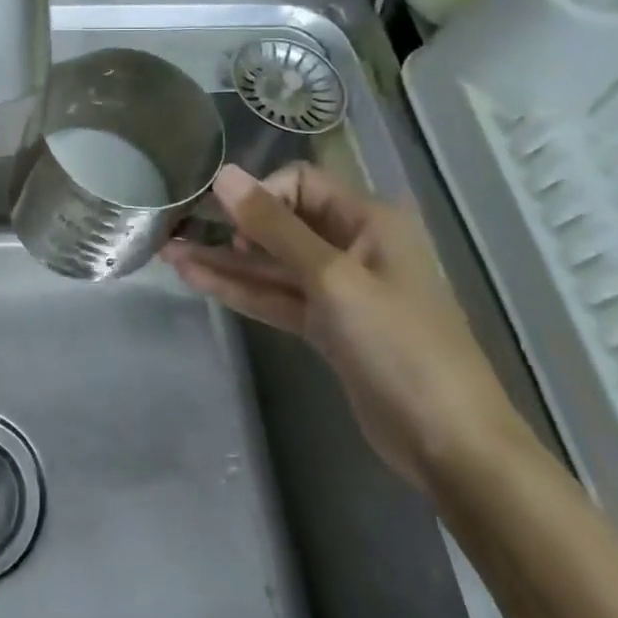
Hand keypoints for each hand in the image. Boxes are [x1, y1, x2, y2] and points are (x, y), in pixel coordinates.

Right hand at [165, 163, 526, 491]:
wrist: (450, 444)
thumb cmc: (399, 346)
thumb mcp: (333, 279)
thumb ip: (274, 227)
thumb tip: (224, 174)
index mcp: (369, 220)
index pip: (300, 184)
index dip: (260, 195)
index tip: (226, 222)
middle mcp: (353, 246)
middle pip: (282, 223)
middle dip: (230, 226)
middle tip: (175, 228)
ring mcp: (339, 290)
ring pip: (272, 264)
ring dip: (225, 260)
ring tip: (168, 251)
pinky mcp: (327, 326)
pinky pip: (276, 297)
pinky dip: (241, 290)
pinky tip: (196, 279)